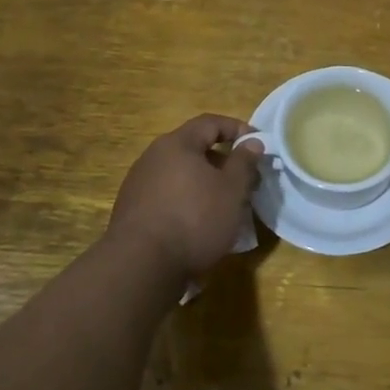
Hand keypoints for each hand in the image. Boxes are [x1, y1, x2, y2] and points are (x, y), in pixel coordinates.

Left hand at [107, 116, 263, 278]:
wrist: (140, 266)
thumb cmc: (194, 219)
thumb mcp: (231, 190)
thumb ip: (244, 162)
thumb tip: (252, 141)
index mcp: (177, 144)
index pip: (210, 122)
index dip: (237, 128)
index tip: (257, 144)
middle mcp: (153, 157)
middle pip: (194, 148)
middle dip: (222, 161)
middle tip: (244, 179)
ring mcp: (138, 184)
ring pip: (180, 174)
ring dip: (204, 183)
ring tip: (224, 204)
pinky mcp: (131, 210)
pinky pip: (167, 195)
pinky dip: (186, 200)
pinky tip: (197, 223)